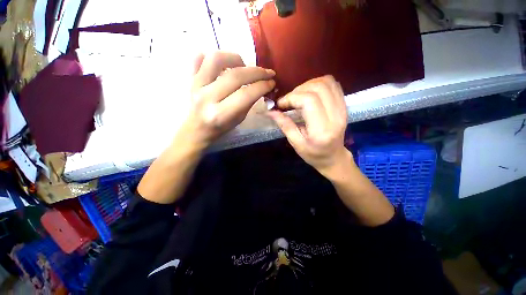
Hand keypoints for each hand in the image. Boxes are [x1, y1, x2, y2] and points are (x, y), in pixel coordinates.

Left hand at [179, 51, 275, 149]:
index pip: (246, 94)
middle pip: (235, 76)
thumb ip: (249, 102)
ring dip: (236, 58)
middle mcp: (207, 97)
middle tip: (267, 73)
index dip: (262, 86)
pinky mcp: (190, 77)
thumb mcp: (239, 119)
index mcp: (220, 114)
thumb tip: (261, 86)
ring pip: (217, 59)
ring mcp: (196, 84)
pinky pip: (199, 57)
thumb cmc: (220, 127)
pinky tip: (224, 64)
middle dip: (256, 72)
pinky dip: (213, 56)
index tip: (271, 82)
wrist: (197, 128)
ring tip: (244, 66)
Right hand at [268, 75, 349, 176]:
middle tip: (289, 101)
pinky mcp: (344, 105)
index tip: (281, 104)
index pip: (309, 100)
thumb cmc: (313, 154)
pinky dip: (319, 84)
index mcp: (322, 130)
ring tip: (298, 96)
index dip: (291, 97)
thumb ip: (285, 125)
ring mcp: (342, 109)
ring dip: (308, 85)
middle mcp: (335, 116)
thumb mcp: (296, 143)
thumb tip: (271, 111)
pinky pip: (333, 85)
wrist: (334, 157)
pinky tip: (310, 93)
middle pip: (318, 88)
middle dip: (298, 90)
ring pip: (326, 82)